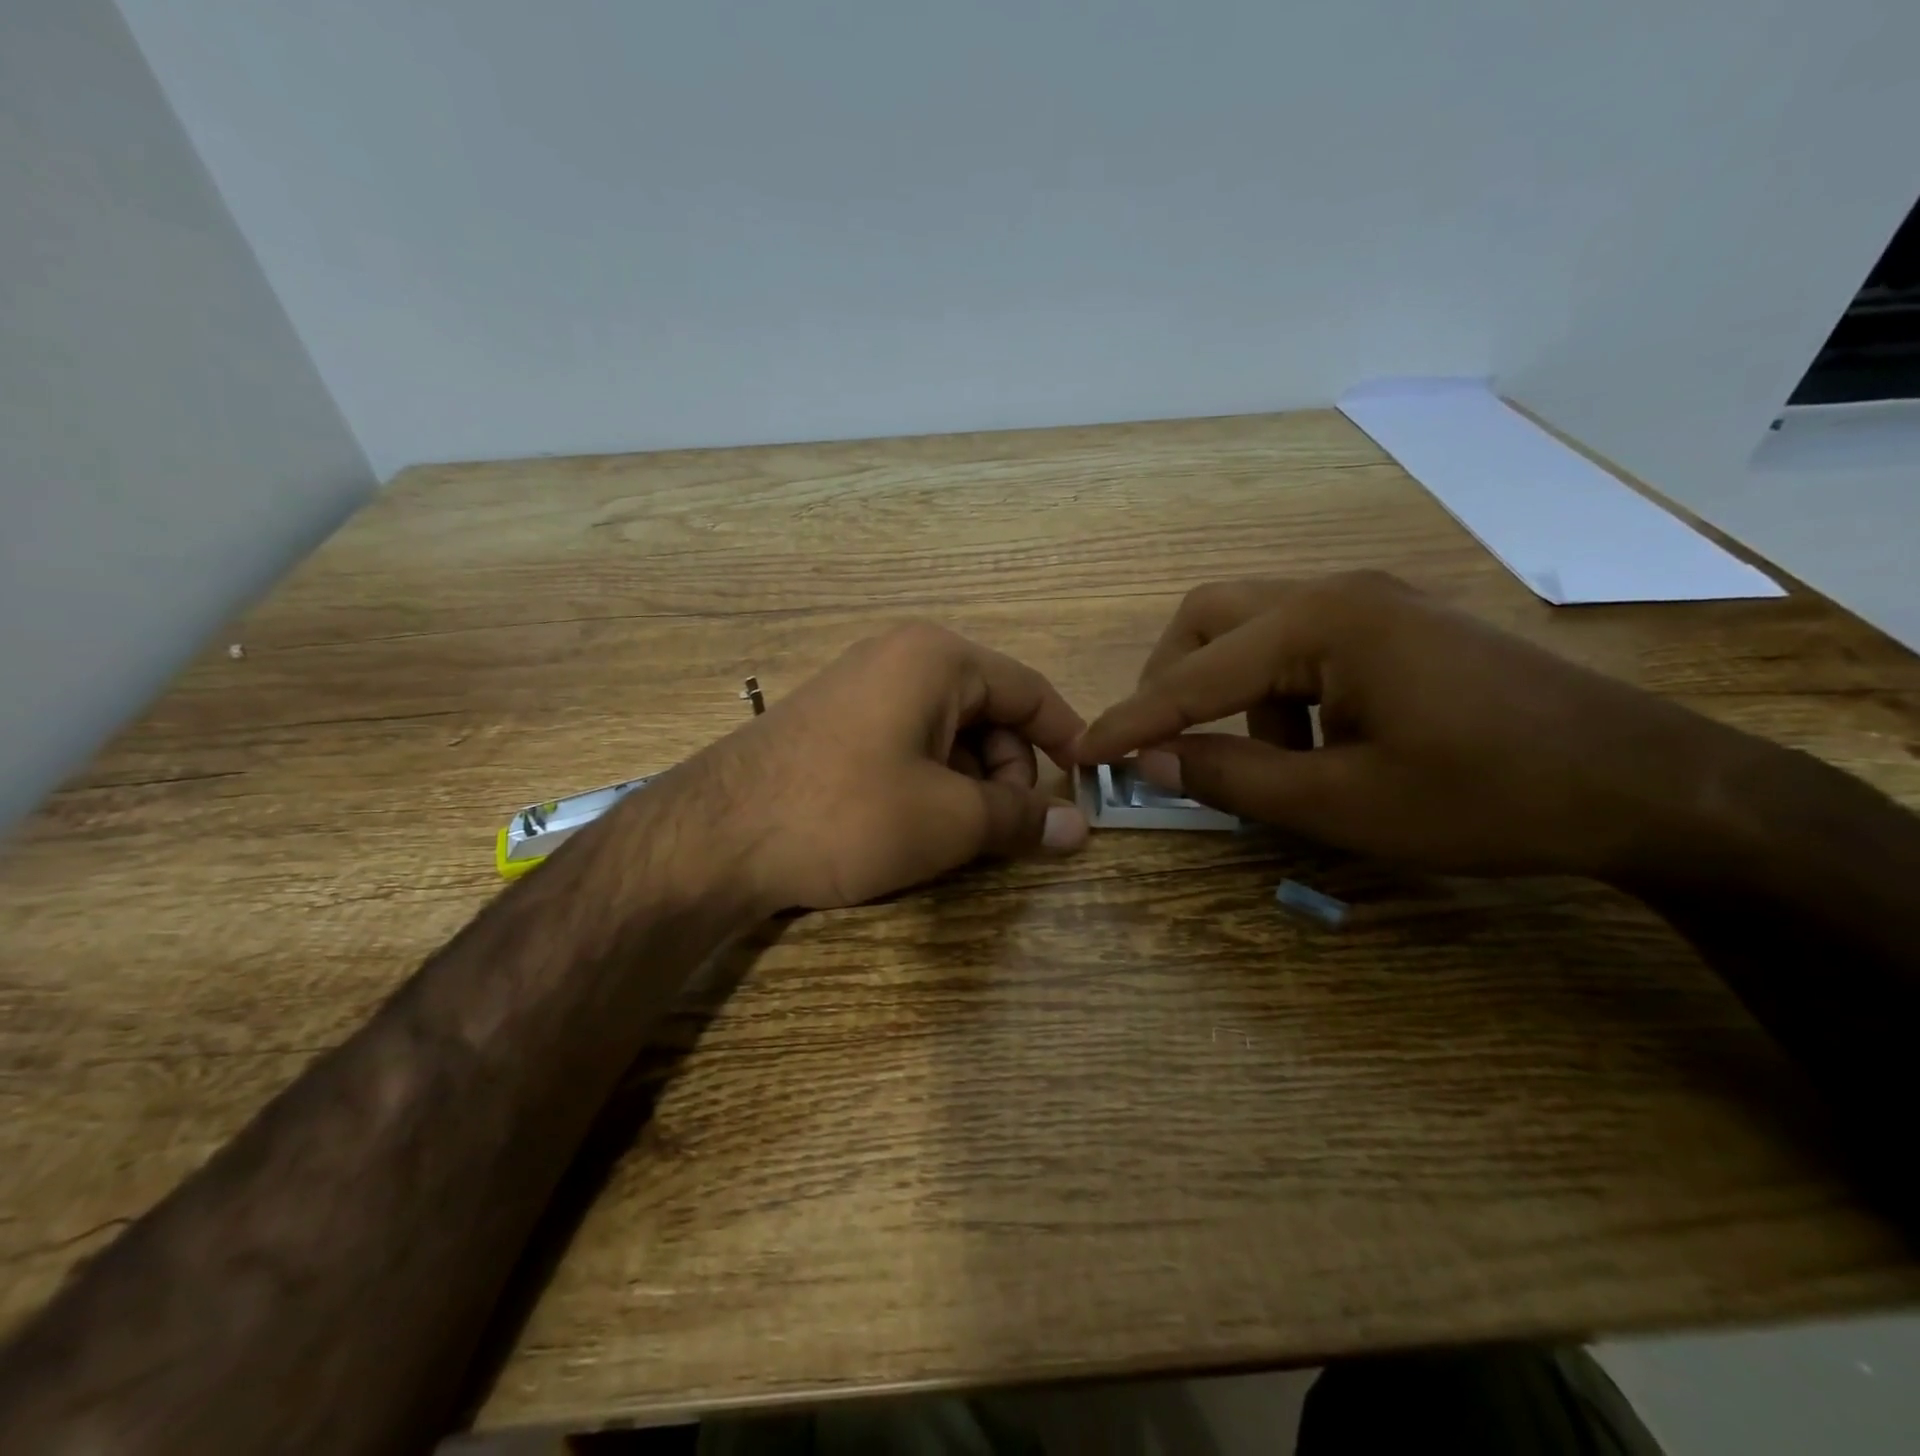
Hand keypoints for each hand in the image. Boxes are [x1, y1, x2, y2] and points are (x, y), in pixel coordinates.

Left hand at [674, 623, 1089, 911]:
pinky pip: (908, 742)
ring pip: (949, 733)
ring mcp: (863, 686)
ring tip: (949, 835)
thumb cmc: (848, 813)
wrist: (716, 836)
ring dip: (967, 783)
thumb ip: (1020, 817)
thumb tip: (1077, 829)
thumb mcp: (949, 819)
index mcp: (939, 658)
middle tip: (998, 830)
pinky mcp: (836, 721)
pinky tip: (910, 824)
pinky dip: (928, 781)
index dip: (1067, 739)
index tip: (1087, 786)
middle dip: (1008, 773)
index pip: (1030, 691)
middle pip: (990, 712)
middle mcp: (902, 656)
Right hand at [1075, 572, 1756, 878]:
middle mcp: (1336, 591)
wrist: (1646, 783)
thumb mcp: (1343, 805)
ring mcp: (1370, 600)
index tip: (1082, 754)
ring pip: (1251, 628)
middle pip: (1208, 618)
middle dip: (1171, 682)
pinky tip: (1316, 743)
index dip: (1131, 721)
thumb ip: (1232, 778)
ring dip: (1227, 690)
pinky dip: (1275, 691)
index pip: (1192, 675)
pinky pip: (1299, 643)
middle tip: (1165, 744)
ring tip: (1263, 760)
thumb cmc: (1489, 797)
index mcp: (1321, 623)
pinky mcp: (1394, 623)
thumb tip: (1149, 761)